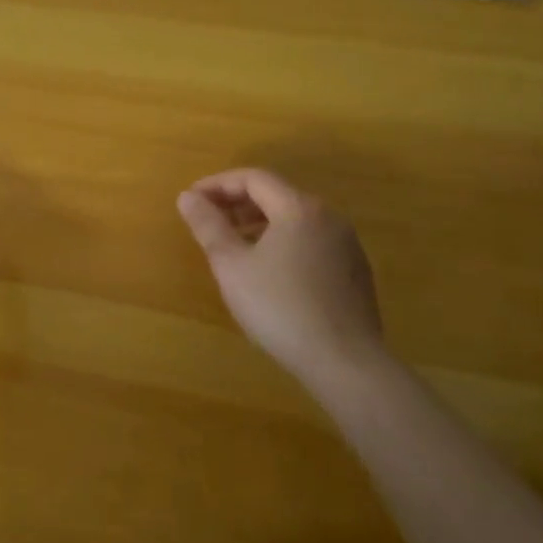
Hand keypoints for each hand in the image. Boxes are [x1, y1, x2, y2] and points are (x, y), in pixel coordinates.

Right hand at [177, 168, 385, 390]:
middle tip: (209, 220)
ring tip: (234, 245)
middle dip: (237, 202)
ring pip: (295, 219)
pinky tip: (269, 271)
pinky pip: (311, 241)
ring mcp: (346, 245)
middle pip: (276, 194)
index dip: (218, 184)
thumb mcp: (232, 266)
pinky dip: (283, 242)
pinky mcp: (355, 272)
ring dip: (259, 223)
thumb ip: (208, 226)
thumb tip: (187, 197)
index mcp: (299, 208)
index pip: (253, 178)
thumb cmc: (281, 308)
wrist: (347, 364)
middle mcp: (328, 217)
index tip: (192, 200)